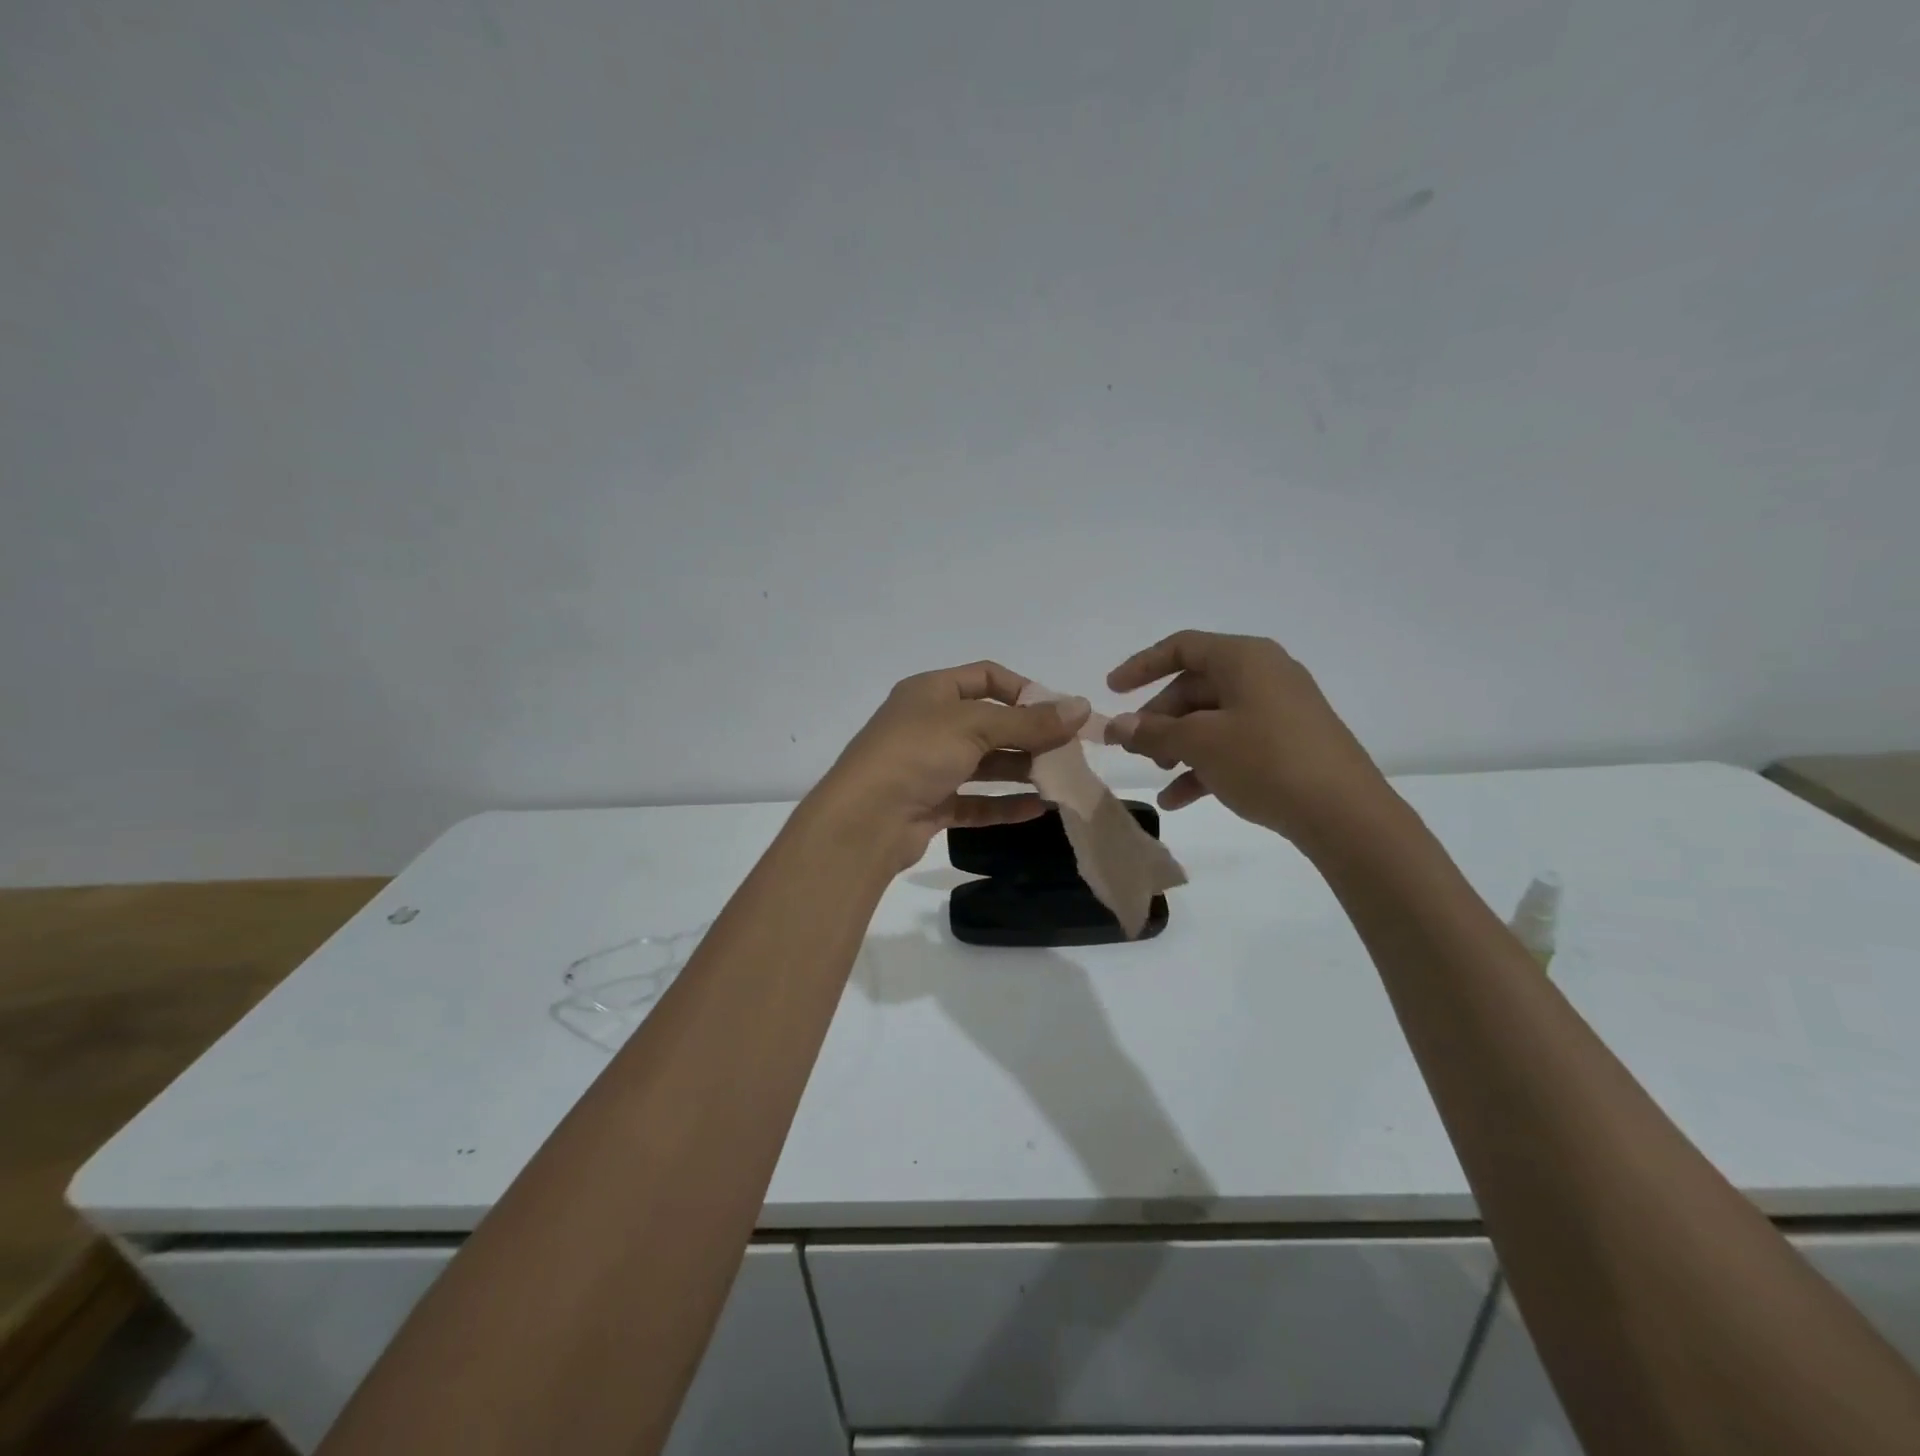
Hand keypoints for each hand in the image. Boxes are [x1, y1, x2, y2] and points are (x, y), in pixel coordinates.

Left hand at [809, 661, 1090, 870]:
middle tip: (1069, 750)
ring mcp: (928, 767)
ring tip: (1061, 780)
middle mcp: (929, 724)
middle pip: (989, 723)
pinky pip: (975, 801)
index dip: (1024, 689)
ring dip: (1021, 770)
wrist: (864, 820)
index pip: (985, 677)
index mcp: (931, 691)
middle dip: (1029, 734)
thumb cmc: (916, 754)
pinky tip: (1038, 809)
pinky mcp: (931, 805)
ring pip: (984, 764)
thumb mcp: (975, 726)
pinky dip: (1004, 803)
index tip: (1058, 710)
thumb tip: (1082, 706)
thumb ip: (1030, 721)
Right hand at [1106, 630, 1392, 847]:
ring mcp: (1279, 710)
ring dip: (1178, 745)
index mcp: (1244, 658)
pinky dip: (1204, 765)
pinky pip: (1234, 744)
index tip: (1111, 691)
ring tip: (1156, 774)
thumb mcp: (1200, 744)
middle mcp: (1263, 675)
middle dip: (1159, 718)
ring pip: (1212, 719)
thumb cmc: (1266, 760)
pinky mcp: (1288, 744)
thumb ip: (1153, 732)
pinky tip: (1178, 799)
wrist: (1345, 813)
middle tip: (1134, 748)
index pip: (1182, 647)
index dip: (1141, 666)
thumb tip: (1117, 727)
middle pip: (1195, 686)